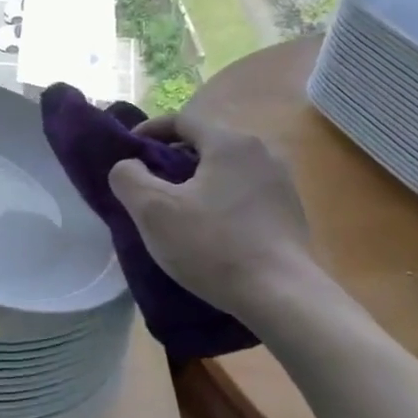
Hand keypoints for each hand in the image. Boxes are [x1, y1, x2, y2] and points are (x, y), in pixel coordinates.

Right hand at [106, 104, 313, 318]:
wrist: (281, 297)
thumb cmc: (212, 245)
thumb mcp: (153, 210)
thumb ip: (128, 177)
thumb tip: (128, 166)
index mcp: (229, 142)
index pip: (181, 120)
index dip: (149, 132)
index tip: (128, 152)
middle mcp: (261, 152)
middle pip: (204, 144)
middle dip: (171, 159)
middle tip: (148, 185)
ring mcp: (280, 183)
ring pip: (224, 170)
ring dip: (196, 182)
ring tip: (175, 209)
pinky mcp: (290, 212)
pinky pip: (243, 193)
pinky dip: (219, 200)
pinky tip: (208, 229)